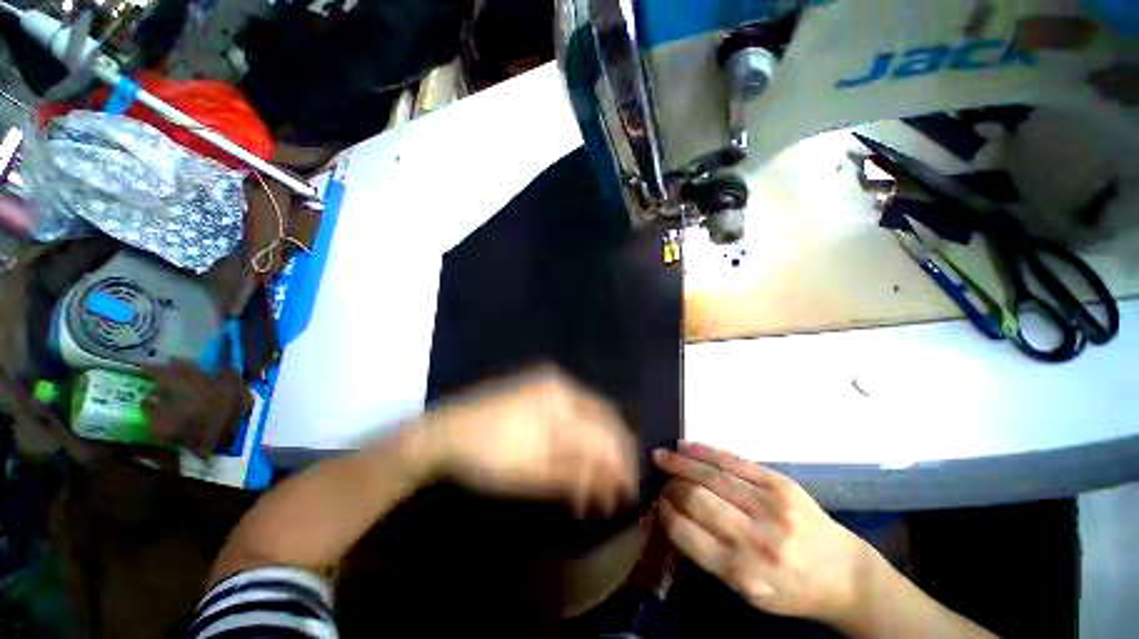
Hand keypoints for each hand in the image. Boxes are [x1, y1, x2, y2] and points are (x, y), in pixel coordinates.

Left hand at [425, 369, 637, 517]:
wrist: (443, 435)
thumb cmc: (490, 454)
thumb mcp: (537, 470)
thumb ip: (580, 471)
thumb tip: (615, 478)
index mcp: (563, 399)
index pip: (606, 430)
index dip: (621, 461)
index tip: (627, 490)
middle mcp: (561, 386)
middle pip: (600, 421)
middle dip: (610, 455)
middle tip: (611, 489)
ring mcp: (547, 387)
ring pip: (585, 419)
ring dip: (592, 450)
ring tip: (591, 484)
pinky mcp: (535, 394)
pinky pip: (568, 415)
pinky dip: (575, 440)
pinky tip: (573, 462)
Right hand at [653, 443, 870, 624]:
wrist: (845, 575)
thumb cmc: (791, 590)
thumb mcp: (747, 592)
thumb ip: (708, 557)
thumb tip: (671, 517)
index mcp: (742, 572)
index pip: (686, 533)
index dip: (665, 513)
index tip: (657, 503)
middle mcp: (755, 539)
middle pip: (696, 499)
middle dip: (671, 485)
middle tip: (660, 478)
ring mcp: (770, 506)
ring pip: (711, 475)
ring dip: (680, 462)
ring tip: (661, 455)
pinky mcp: (780, 483)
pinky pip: (733, 460)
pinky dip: (705, 451)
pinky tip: (686, 447)